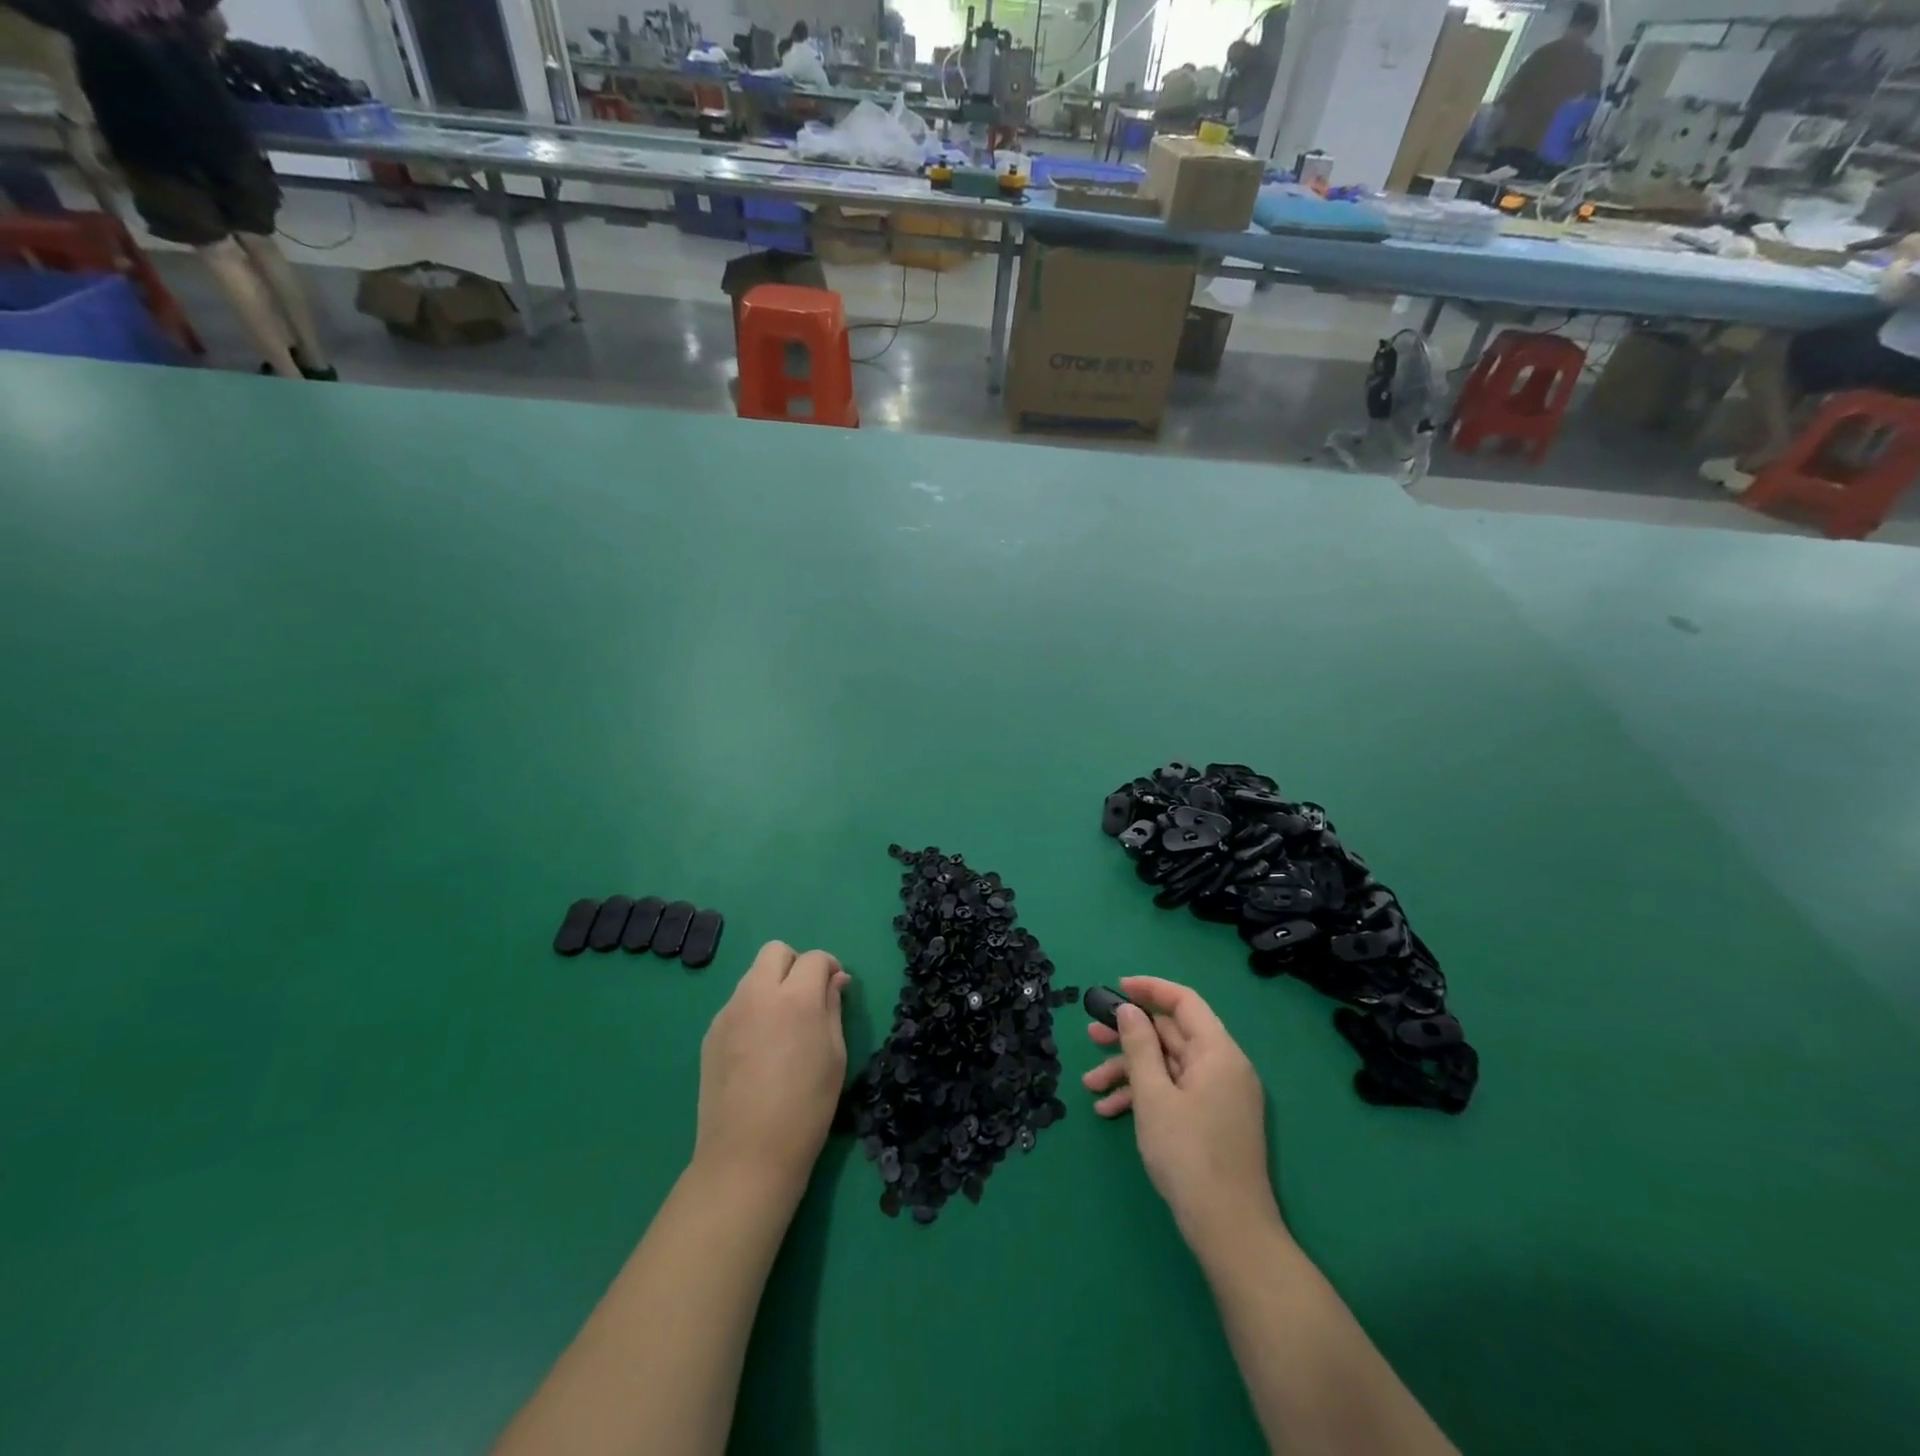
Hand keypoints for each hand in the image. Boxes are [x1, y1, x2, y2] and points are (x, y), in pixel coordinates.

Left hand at [693, 941, 850, 1204]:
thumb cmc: (807, 1107)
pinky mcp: (711, 1033)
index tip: (836, 988)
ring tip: (782, 1027)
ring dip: (772, 986)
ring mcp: (729, 1012)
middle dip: (795, 964)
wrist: (748, 1155)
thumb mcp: (834, 1055)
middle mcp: (758, 994)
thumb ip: (833, 1008)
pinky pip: (737, 1004)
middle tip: (807, 998)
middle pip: (775, 951)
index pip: (814, 958)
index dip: (830, 968)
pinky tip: (759, 1049)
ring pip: (753, 976)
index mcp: (796, 998)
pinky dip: (752, 1010)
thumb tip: (835, 980)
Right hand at [1082, 975, 1280, 1251]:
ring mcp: (1219, 1096)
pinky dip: (1144, 1096)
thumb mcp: (1154, 1096)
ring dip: (1129, 1071)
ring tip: (1090, 1084)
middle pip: (1172, 1034)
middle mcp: (1223, 1067)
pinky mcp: (1212, 1121)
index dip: (1150, 989)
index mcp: (1218, 1052)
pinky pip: (1175, 1092)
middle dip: (1129, 1036)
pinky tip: (1109, 1111)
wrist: (1230, 1232)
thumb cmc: (1189, 1155)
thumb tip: (1129, 1010)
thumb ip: (1139, 1046)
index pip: (1185, 1002)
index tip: (1116, 988)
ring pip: (1168, 1066)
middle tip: (1091, 1035)